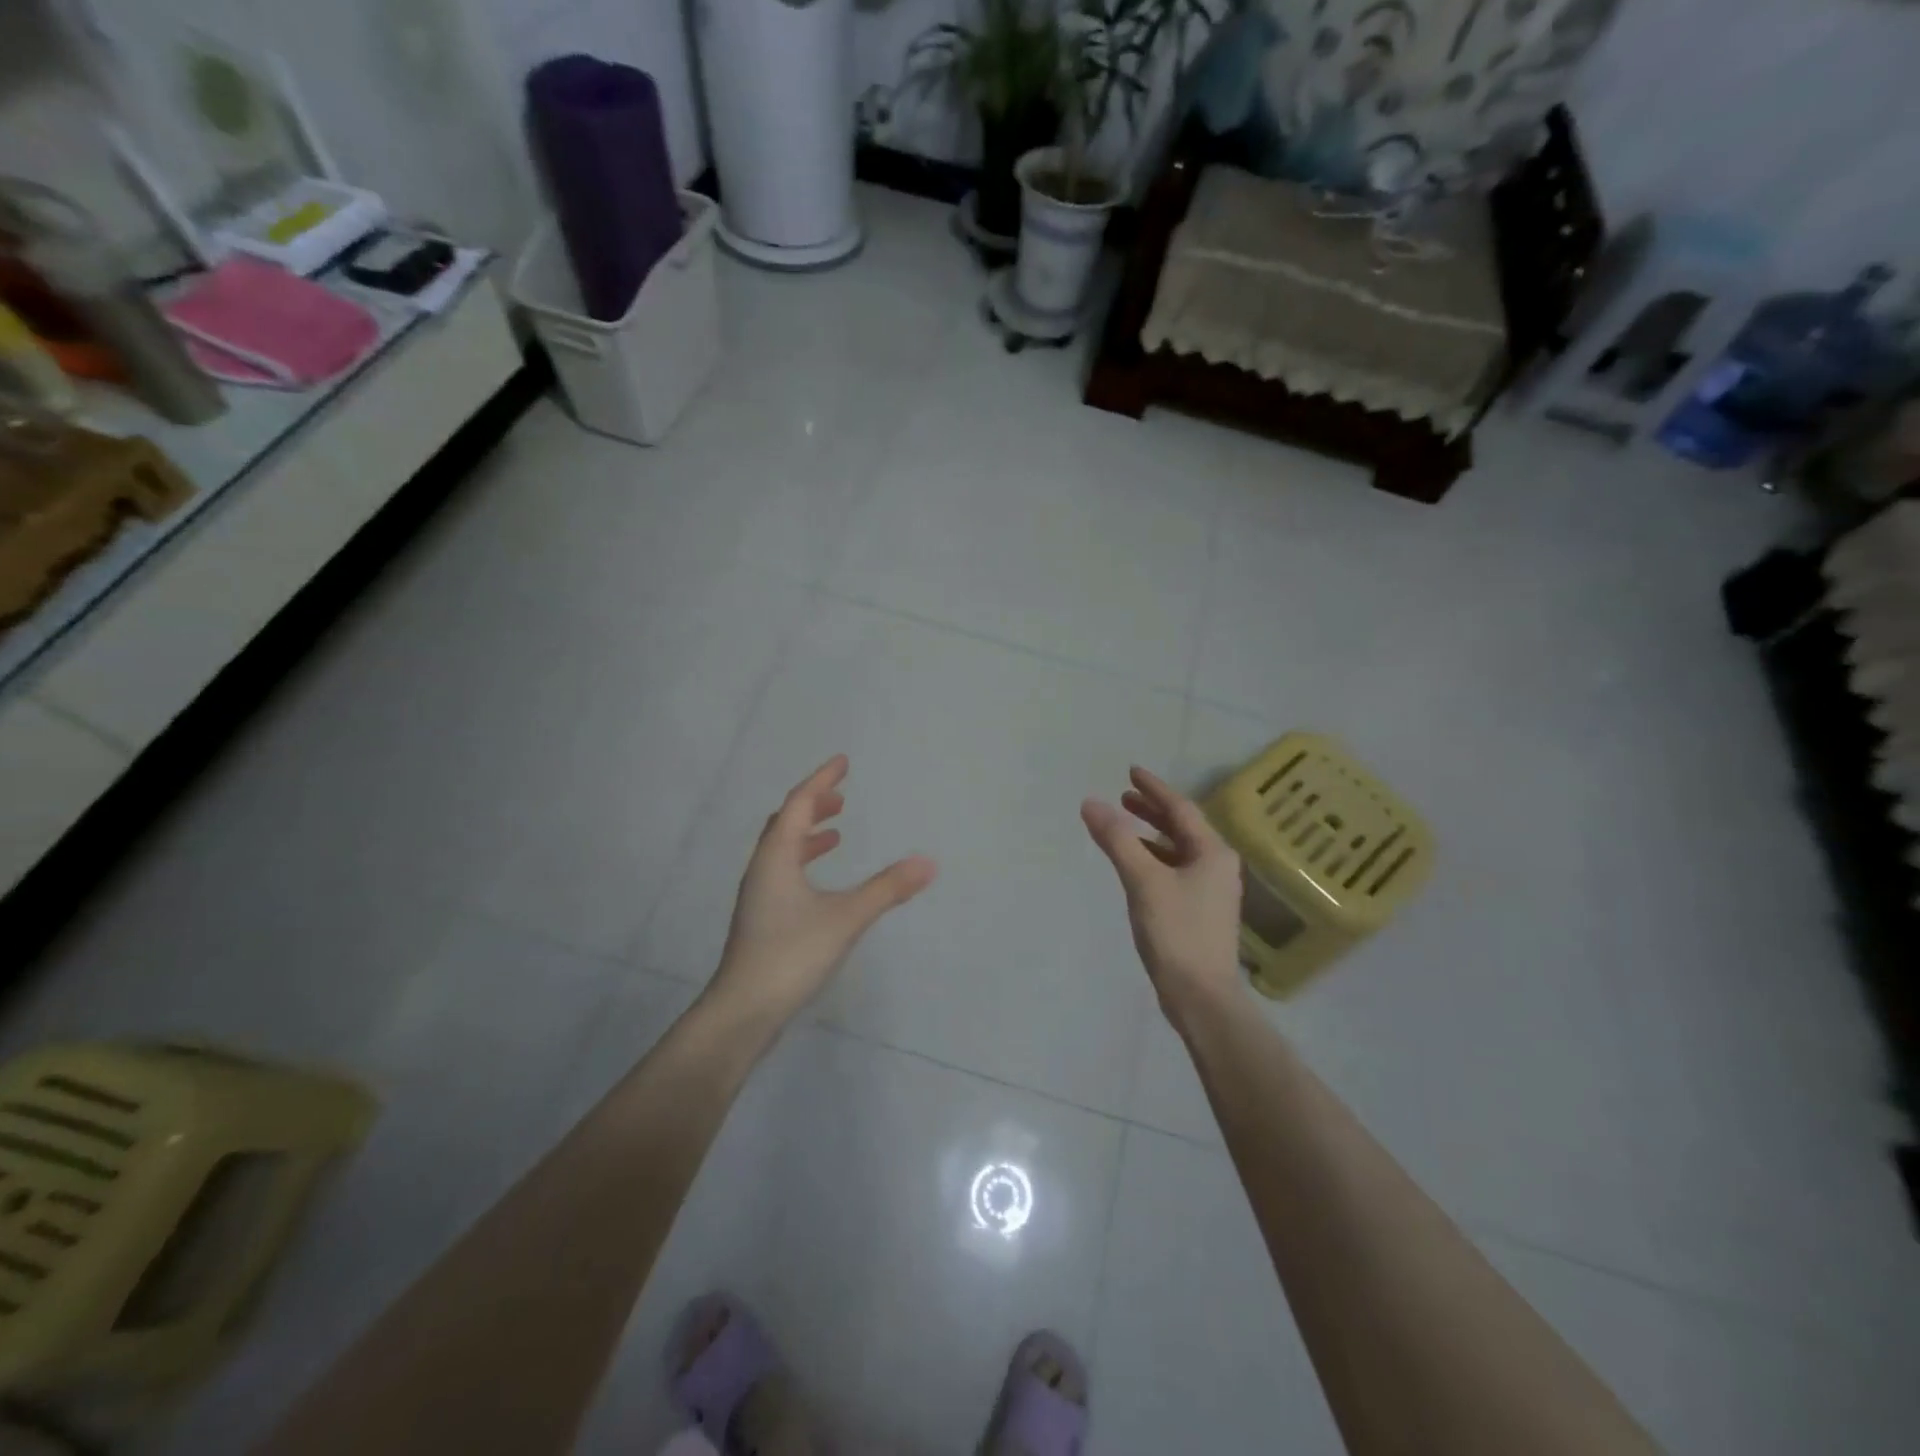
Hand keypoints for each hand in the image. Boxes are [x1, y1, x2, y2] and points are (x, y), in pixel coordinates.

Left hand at [709, 755, 936, 1028]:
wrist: (743, 1011)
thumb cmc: (791, 954)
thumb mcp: (846, 918)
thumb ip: (887, 889)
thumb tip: (928, 863)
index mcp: (776, 857)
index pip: (798, 804)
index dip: (821, 781)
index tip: (842, 762)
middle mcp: (763, 869)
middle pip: (786, 823)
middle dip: (813, 806)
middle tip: (840, 798)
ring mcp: (759, 896)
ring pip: (783, 850)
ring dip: (808, 834)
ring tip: (836, 833)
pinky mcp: (762, 919)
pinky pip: (784, 872)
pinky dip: (805, 862)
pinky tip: (821, 884)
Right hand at [1082, 766, 1244, 1030]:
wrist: (1201, 996)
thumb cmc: (1176, 932)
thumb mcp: (1143, 880)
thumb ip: (1117, 840)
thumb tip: (1091, 803)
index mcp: (1212, 852)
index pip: (1181, 808)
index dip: (1154, 788)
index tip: (1131, 771)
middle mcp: (1217, 865)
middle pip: (1182, 827)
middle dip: (1152, 810)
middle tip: (1123, 797)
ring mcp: (1211, 890)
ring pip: (1179, 850)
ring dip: (1152, 835)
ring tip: (1124, 826)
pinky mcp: (1200, 911)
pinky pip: (1176, 870)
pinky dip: (1154, 859)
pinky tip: (1135, 865)